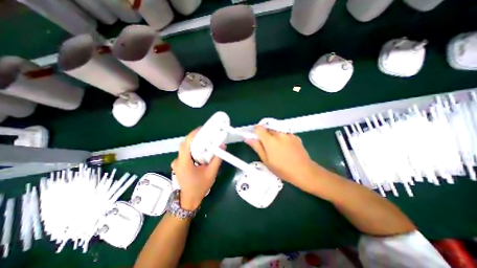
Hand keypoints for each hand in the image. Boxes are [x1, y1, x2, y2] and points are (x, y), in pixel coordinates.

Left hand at [172, 129, 223, 209]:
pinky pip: (185, 152)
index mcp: (184, 162)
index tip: (202, 129)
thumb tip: (222, 146)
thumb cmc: (200, 187)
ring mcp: (177, 163)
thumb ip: (217, 159)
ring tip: (205, 141)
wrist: (190, 199)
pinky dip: (193, 149)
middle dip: (195, 137)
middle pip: (185, 144)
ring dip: (194, 143)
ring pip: (185, 148)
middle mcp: (178, 161)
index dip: (193, 134)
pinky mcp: (179, 164)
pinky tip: (200, 150)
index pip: (186, 143)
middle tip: (206, 134)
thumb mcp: (211, 172)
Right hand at [244, 126, 317, 189]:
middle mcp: (279, 133)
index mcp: (270, 140)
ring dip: (273, 136)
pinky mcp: (295, 136)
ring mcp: (288, 134)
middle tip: (266, 146)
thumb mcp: (266, 160)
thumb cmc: (282, 169)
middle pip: (267, 128)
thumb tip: (248, 139)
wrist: (304, 171)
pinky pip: (284, 133)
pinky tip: (286, 148)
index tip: (256, 138)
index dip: (255, 132)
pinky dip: (282, 138)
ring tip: (277, 148)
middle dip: (264, 135)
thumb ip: (257, 147)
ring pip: (276, 131)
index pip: (258, 128)